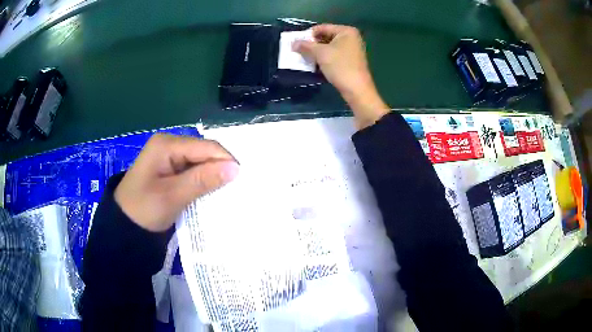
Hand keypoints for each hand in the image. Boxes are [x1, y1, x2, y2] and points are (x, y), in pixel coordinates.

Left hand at [115, 134, 238, 231]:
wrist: (123, 226)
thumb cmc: (143, 209)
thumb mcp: (172, 196)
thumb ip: (202, 180)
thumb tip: (236, 168)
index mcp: (166, 144)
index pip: (205, 146)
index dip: (225, 161)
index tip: (242, 181)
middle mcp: (169, 145)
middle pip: (204, 153)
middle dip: (220, 169)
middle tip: (236, 189)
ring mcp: (169, 158)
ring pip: (200, 163)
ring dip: (213, 177)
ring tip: (227, 193)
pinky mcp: (170, 171)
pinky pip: (193, 172)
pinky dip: (203, 183)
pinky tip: (211, 193)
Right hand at [293, 24, 389, 128]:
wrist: (356, 89)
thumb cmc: (340, 66)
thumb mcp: (320, 53)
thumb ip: (305, 46)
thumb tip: (293, 43)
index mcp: (346, 31)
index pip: (322, 28)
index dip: (308, 35)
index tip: (296, 43)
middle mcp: (351, 38)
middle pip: (325, 37)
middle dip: (312, 44)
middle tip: (299, 51)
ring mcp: (352, 50)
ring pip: (329, 47)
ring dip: (317, 53)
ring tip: (305, 58)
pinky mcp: (350, 61)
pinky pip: (334, 55)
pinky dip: (324, 59)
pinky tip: (315, 65)